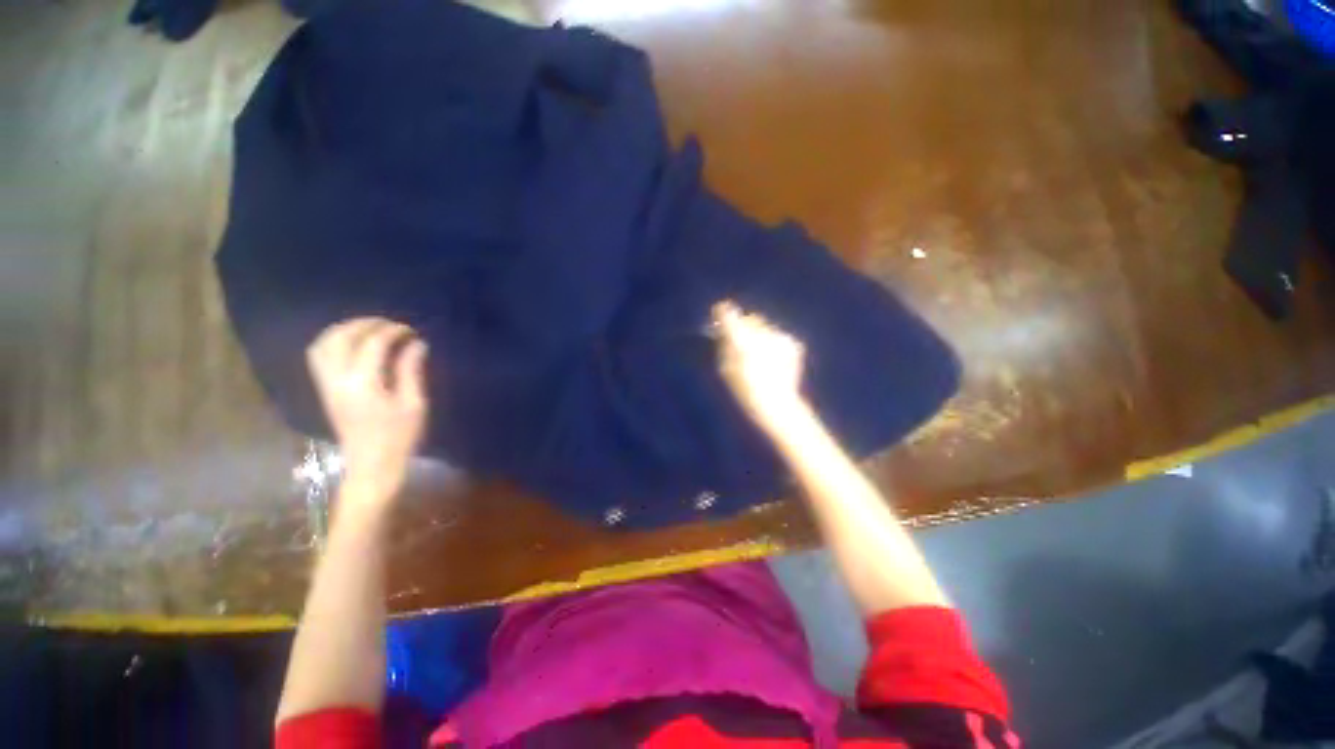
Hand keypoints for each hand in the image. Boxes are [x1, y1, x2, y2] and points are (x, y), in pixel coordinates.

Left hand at [306, 317, 428, 499]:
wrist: (371, 464)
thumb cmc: (399, 436)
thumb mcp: (413, 403)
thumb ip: (411, 370)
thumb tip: (416, 344)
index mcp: (363, 384)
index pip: (372, 344)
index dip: (392, 331)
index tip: (411, 330)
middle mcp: (337, 380)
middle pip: (340, 338)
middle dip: (365, 324)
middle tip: (390, 324)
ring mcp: (326, 385)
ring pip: (323, 344)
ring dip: (345, 330)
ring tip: (370, 329)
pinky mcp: (324, 390)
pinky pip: (319, 356)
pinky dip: (334, 342)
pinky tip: (353, 344)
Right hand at [713, 301, 807, 433]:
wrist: (774, 403)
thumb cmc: (744, 388)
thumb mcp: (725, 367)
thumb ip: (724, 344)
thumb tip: (724, 330)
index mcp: (740, 338)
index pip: (728, 313)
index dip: (723, 311)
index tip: (721, 311)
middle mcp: (760, 332)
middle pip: (751, 319)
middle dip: (746, 325)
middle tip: (743, 338)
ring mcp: (779, 336)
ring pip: (767, 328)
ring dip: (762, 336)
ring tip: (761, 356)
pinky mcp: (793, 343)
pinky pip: (780, 338)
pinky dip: (775, 345)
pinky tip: (774, 361)